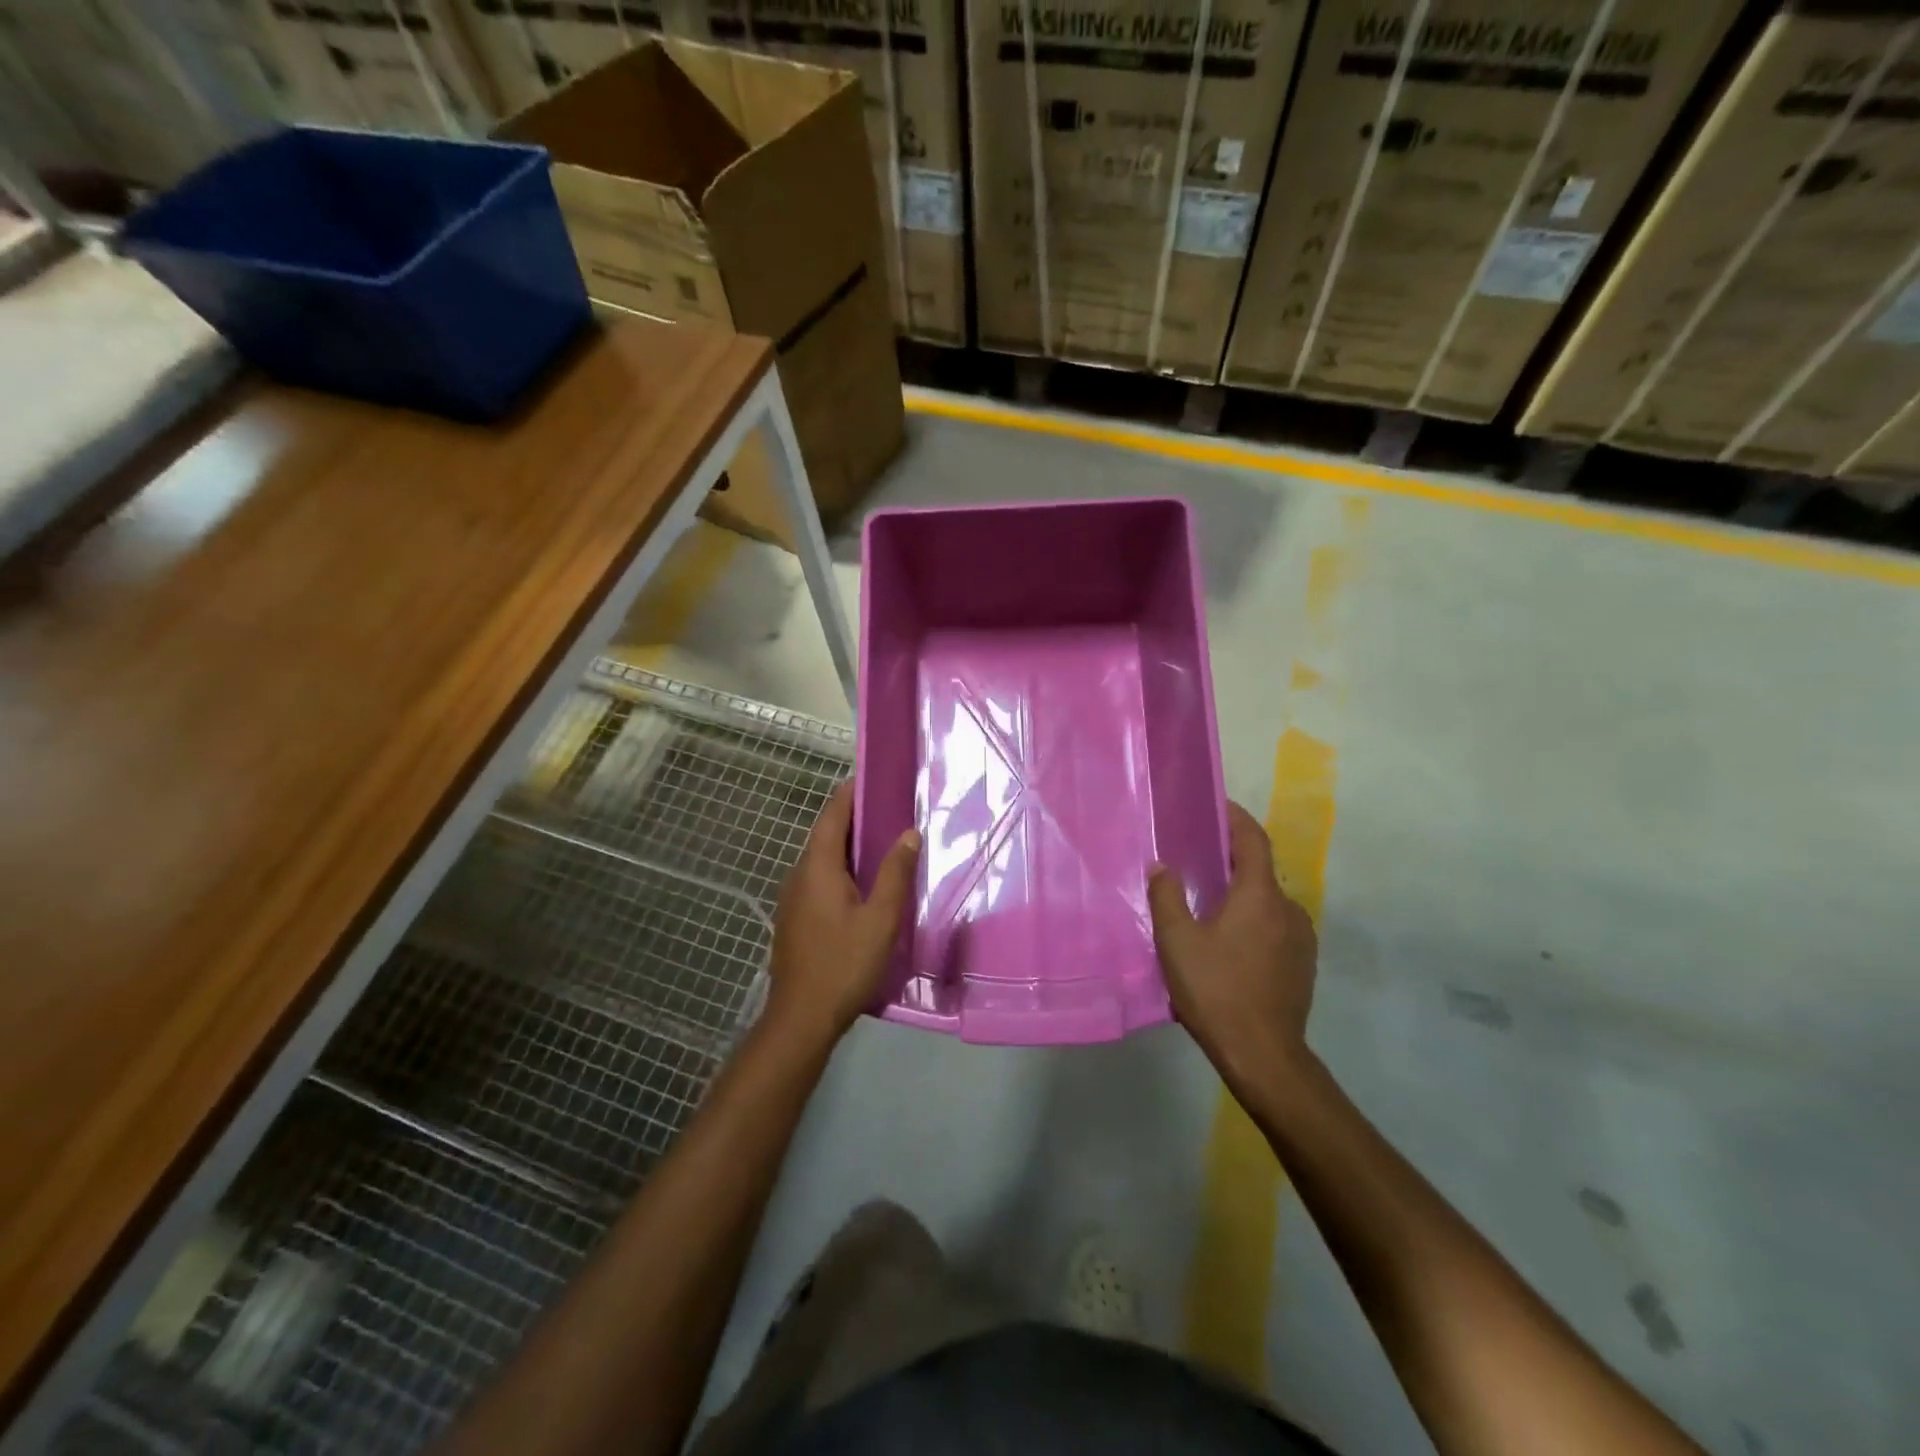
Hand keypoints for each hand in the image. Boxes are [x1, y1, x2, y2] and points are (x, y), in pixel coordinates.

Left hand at [765, 783, 919, 1045]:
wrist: (801, 1018)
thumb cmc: (843, 964)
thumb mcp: (880, 919)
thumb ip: (895, 874)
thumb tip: (909, 833)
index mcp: (817, 868)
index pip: (831, 816)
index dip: (849, 794)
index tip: (870, 776)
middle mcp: (799, 876)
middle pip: (825, 835)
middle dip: (853, 818)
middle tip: (887, 806)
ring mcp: (793, 899)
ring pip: (822, 859)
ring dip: (847, 845)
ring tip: (882, 840)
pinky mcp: (795, 919)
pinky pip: (819, 879)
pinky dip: (841, 869)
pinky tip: (863, 883)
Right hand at [1148, 801, 1317, 1090]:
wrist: (1264, 1056)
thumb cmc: (1216, 990)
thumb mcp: (1177, 942)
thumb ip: (1167, 897)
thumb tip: (1163, 866)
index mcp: (1260, 896)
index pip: (1253, 840)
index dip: (1236, 818)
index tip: (1217, 805)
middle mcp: (1288, 909)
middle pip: (1260, 871)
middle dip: (1231, 860)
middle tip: (1198, 860)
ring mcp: (1300, 939)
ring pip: (1267, 903)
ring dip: (1241, 896)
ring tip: (1209, 905)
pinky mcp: (1303, 965)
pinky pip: (1274, 928)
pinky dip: (1252, 921)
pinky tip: (1228, 943)